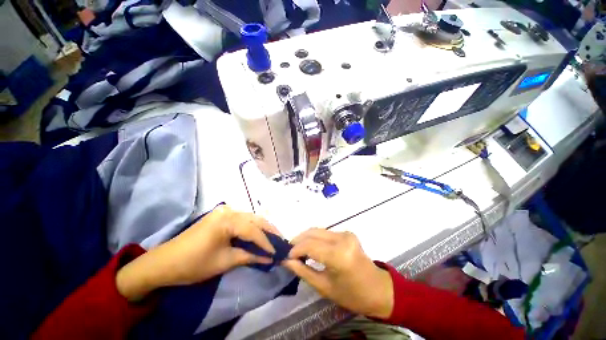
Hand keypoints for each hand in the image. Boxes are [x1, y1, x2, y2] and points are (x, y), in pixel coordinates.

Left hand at [116, 205, 277, 300]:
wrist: (164, 262)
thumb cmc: (194, 264)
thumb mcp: (225, 261)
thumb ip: (249, 256)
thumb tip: (269, 258)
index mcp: (228, 220)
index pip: (254, 230)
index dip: (267, 242)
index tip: (277, 252)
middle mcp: (229, 210)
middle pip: (255, 220)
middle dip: (269, 231)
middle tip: (280, 240)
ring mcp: (224, 211)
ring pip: (250, 218)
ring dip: (261, 228)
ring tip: (272, 237)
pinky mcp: (221, 215)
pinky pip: (242, 219)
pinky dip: (251, 227)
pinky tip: (258, 233)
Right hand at [282, 229, 393, 318]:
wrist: (377, 289)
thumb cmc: (352, 294)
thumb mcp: (324, 287)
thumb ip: (303, 271)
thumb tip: (287, 261)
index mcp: (338, 255)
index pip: (309, 245)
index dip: (295, 250)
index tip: (286, 257)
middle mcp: (342, 239)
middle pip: (312, 233)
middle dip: (298, 241)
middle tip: (290, 252)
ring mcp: (345, 233)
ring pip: (318, 230)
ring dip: (306, 238)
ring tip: (297, 250)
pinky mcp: (347, 233)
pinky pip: (325, 232)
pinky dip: (315, 238)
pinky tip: (310, 247)